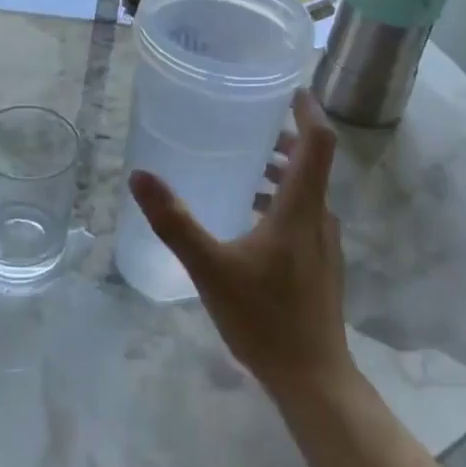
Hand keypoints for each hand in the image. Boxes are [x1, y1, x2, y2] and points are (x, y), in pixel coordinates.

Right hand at [128, 89, 351, 394]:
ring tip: (245, 166)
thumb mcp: (210, 267)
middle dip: (284, 139)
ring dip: (281, 172)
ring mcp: (325, 243)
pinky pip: (304, 215)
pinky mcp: (321, 265)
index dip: (308, 110)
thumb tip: (140, 176)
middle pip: (312, 163)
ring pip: (307, 191)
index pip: (318, 142)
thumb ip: (175, 222)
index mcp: (302, 208)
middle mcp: (320, 218)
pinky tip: (249, 219)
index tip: (288, 88)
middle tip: (249, 123)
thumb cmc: (264, 318)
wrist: (313, 378)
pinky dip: (282, 201)